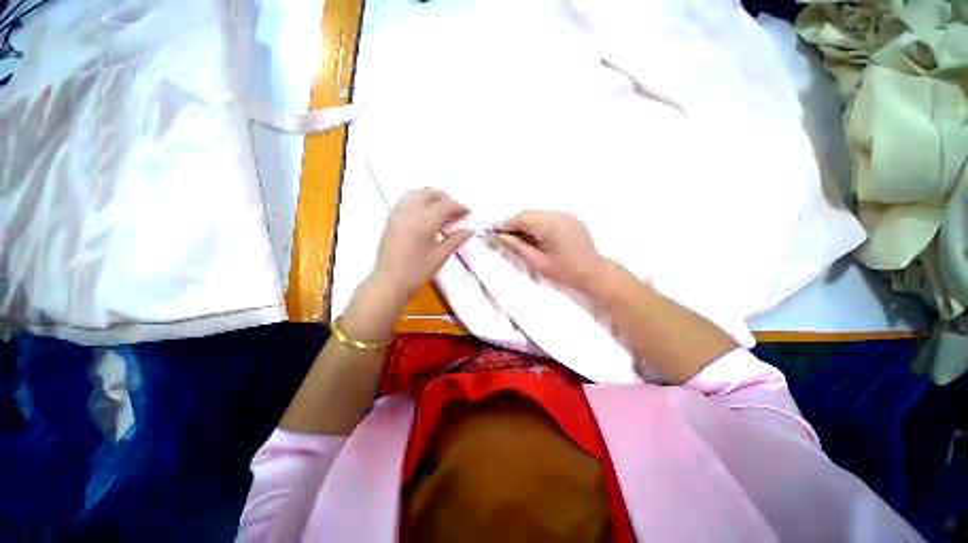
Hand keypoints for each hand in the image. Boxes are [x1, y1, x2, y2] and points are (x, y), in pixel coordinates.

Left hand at [370, 188, 472, 305]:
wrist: (388, 282)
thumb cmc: (416, 272)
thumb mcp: (440, 256)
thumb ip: (455, 239)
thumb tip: (470, 229)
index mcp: (424, 222)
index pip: (445, 205)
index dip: (460, 207)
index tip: (469, 213)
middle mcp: (410, 212)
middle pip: (431, 193)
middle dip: (446, 199)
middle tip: (456, 214)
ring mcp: (398, 213)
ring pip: (418, 194)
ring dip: (432, 198)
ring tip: (441, 214)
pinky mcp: (391, 218)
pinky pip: (408, 200)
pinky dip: (420, 202)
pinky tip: (426, 217)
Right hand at [495, 211, 606, 292]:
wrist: (593, 272)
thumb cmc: (564, 272)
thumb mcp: (537, 262)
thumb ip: (517, 246)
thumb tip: (499, 236)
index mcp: (551, 226)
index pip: (522, 219)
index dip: (506, 224)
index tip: (493, 231)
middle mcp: (559, 215)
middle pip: (529, 214)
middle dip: (514, 223)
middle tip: (502, 235)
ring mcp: (566, 215)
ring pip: (537, 214)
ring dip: (524, 223)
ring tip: (516, 236)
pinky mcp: (570, 218)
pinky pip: (547, 216)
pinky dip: (536, 223)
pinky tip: (532, 234)